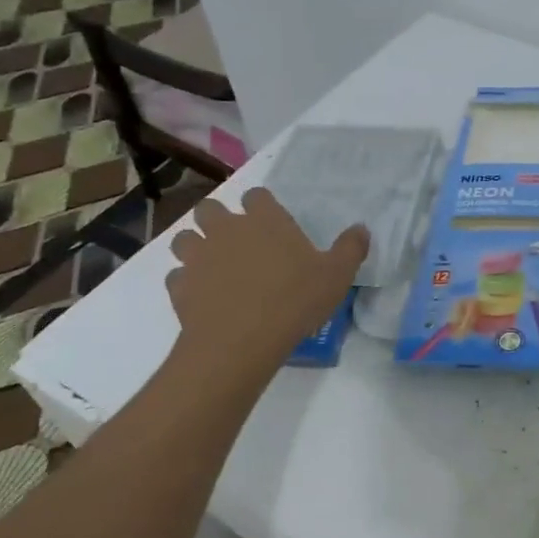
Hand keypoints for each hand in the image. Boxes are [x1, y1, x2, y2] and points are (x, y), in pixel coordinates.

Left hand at [163, 188, 368, 367]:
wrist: (240, 341)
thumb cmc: (294, 301)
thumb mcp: (337, 276)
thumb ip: (350, 248)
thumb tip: (361, 228)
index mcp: (264, 220)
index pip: (257, 195)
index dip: (261, 206)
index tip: (270, 223)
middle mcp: (226, 229)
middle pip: (210, 208)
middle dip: (218, 219)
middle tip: (237, 241)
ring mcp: (198, 256)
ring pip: (185, 238)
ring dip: (195, 246)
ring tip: (214, 266)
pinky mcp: (179, 286)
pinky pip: (177, 276)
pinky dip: (187, 282)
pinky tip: (203, 296)